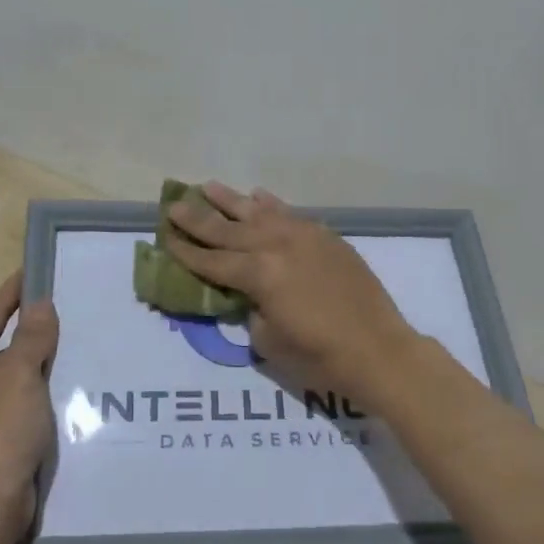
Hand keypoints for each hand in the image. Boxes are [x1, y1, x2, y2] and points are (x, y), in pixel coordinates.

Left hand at [0, 273, 58, 543]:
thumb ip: (31, 336)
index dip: (15, 289)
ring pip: (16, 370)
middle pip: (3, 340)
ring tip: (79, 336)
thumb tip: (40, 302)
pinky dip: (45, 386)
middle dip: (33, 322)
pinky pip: (24, 397)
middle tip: (70, 300)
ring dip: (42, 356)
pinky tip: (72, 381)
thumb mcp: (18, 375)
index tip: (40, 267)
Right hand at [165, 183, 424, 407]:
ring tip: (207, 187)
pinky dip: (271, 204)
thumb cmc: (321, 357)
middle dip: (198, 218)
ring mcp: (303, 236)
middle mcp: (276, 246)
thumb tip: (250, 293)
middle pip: (228, 230)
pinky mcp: (325, 237)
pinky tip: (257, 196)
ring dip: (230, 200)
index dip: (186, 251)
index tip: (164, 236)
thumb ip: (251, 309)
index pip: (212, 261)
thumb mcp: (269, 342)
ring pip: (258, 212)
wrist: (380, 350)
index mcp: (259, 275)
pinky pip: (290, 214)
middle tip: (173, 205)